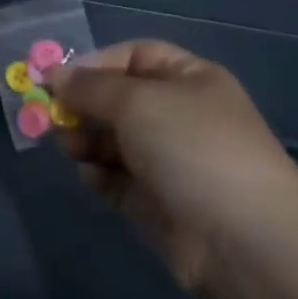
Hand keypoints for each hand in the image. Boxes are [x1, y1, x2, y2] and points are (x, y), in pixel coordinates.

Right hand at [43, 41, 297, 290]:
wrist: (244, 242)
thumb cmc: (192, 149)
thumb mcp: (136, 101)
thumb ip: (89, 86)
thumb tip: (54, 76)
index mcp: (189, 79)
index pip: (133, 55)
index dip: (94, 64)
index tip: (58, 82)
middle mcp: (179, 115)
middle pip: (117, 99)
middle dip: (83, 107)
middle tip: (53, 120)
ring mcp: (168, 160)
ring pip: (111, 139)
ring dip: (85, 141)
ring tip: (72, 150)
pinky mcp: (156, 201)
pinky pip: (115, 177)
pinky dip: (98, 175)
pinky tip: (92, 179)